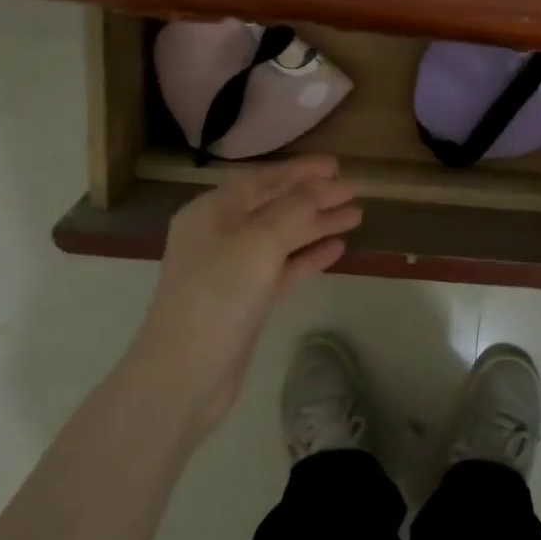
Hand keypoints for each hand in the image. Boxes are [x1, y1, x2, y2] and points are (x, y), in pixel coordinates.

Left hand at [128, 155, 360, 436]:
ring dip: (317, 225)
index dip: (302, 171)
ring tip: (356, 217)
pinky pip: (283, 268)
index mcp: (213, 211)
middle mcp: (220, 234)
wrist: (185, 373)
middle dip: (315, 198)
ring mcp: (232, 269)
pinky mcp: (246, 300)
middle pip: (276, 207)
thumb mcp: (259, 241)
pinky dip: (308, 256)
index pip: (264, 180)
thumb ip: (295, 209)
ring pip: (283, 237)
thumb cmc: (218, 295)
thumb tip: (322, 187)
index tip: (337, 165)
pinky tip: (337, 249)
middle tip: (354, 190)